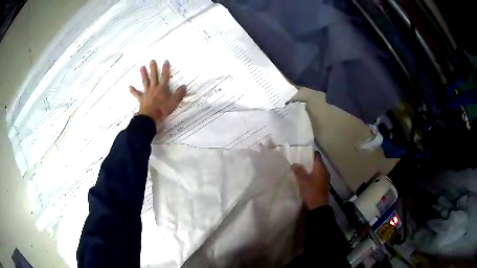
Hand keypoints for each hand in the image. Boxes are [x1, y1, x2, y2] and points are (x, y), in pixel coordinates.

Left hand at [129, 60, 185, 123]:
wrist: (150, 117)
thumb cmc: (162, 110)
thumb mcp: (174, 102)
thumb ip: (179, 94)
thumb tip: (184, 86)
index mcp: (162, 88)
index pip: (165, 76)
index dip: (166, 69)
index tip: (165, 61)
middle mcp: (154, 88)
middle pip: (153, 76)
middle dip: (153, 68)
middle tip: (152, 61)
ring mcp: (147, 93)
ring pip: (145, 82)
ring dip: (143, 74)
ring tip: (142, 67)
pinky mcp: (141, 99)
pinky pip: (137, 94)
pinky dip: (133, 91)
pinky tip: (130, 87)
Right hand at [291, 152, 329, 209]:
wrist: (318, 207)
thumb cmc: (311, 191)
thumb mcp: (302, 181)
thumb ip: (298, 171)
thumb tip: (295, 164)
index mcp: (321, 168)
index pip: (317, 155)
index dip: (310, 153)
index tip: (302, 153)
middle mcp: (324, 171)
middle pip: (317, 163)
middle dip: (308, 162)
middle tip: (298, 161)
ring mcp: (324, 178)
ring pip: (316, 170)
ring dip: (309, 170)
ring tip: (300, 170)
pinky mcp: (322, 185)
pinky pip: (317, 177)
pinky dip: (311, 176)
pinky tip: (304, 179)